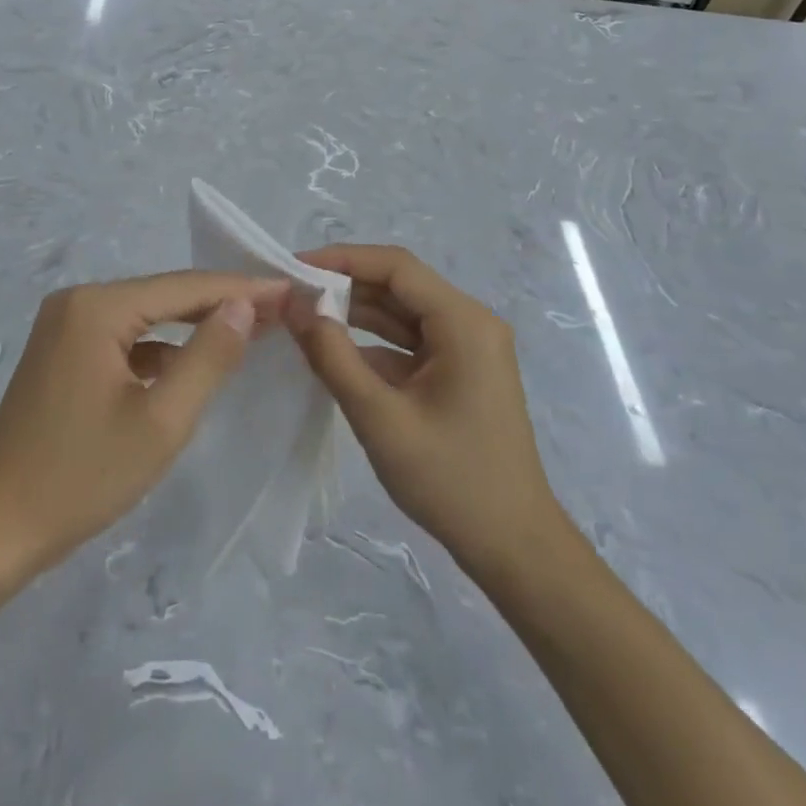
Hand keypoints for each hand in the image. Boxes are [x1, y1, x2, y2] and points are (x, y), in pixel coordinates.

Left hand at [0, 272, 288, 575]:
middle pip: (164, 295)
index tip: (290, 290)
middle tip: (279, 308)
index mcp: (97, 307)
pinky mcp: (62, 350)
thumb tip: (244, 306)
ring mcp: (65, 324)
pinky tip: (191, 361)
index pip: (184, 287)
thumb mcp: (161, 422)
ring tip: (248, 329)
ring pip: (146, 315)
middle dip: (220, 303)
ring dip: (193, 324)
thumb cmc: (81, 477)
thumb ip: (209, 357)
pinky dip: (161, 346)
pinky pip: (125, 336)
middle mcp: (78, 301)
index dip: (241, 289)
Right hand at [287, 245, 558, 578]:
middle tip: (291, 294)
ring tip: (303, 316)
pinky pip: (410, 343)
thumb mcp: (381, 418)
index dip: (343, 260)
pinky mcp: (459, 372)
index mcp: (463, 322)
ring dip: (357, 314)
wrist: (513, 546)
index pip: (397, 267)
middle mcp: (470, 323)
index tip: (294, 268)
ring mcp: (467, 348)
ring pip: (403, 314)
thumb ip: (334, 357)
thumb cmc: (451, 480)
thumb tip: (295, 306)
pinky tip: (334, 352)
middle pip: (400, 286)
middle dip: (345, 286)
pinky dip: (373, 344)